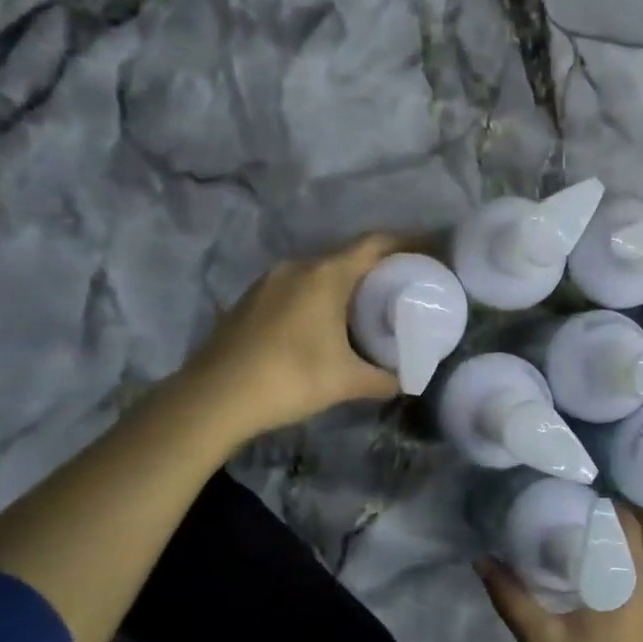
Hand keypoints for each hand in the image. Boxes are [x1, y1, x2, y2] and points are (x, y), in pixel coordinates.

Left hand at [180, 233, 406, 442]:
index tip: (431, 249)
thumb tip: (407, 381)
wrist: (212, 399)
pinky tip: (323, 323)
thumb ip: (384, 378)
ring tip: (367, 305)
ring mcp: (268, 281)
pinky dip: (318, 295)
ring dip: (345, 282)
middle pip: (347, 255)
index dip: (407, 242)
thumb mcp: (346, 382)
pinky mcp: (249, 300)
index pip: (375, 243)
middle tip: (404, 284)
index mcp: (326, 275)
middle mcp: (297, 267)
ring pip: (318, 271)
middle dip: (378, 266)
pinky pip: (295, 286)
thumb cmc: (289, 379)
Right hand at [478, 506, 642, 641]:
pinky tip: (582, 593)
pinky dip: (611, 584)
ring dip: (606, 558)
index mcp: (630, 587)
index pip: (628, 525)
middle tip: (560, 519)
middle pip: (630, 547)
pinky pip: (632, 596)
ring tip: (568, 551)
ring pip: (632, 573)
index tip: (572, 496)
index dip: (605, 506)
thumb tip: (483, 559)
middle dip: (600, 531)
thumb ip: (512, 598)